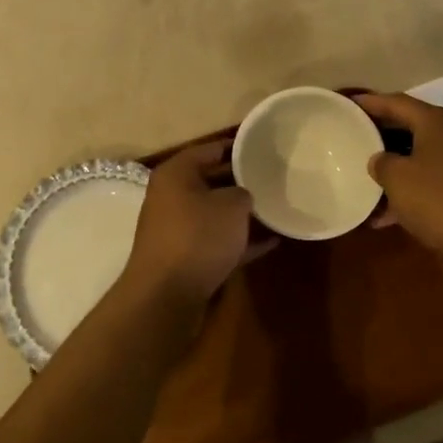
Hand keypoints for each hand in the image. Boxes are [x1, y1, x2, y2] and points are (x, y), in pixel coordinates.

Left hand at [119, 143, 262, 316]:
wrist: (167, 295)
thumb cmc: (198, 236)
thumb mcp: (231, 206)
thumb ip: (243, 193)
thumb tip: (242, 197)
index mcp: (176, 174)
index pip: (209, 149)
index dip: (236, 146)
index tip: (262, 146)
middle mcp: (172, 197)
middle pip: (211, 180)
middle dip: (241, 180)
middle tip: (272, 176)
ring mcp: (177, 229)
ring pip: (215, 213)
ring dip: (242, 213)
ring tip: (276, 207)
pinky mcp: (186, 258)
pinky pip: (218, 241)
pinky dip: (240, 240)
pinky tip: (272, 241)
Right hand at [355, 93, 442, 265]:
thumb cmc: (441, 199)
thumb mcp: (398, 179)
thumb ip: (382, 163)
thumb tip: (381, 160)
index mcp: (436, 121)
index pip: (396, 102)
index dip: (371, 103)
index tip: (350, 104)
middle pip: (412, 126)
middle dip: (384, 136)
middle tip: (357, 140)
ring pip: (425, 155)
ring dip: (399, 168)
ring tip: (370, 185)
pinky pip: (438, 177)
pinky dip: (417, 187)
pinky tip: (393, 214)